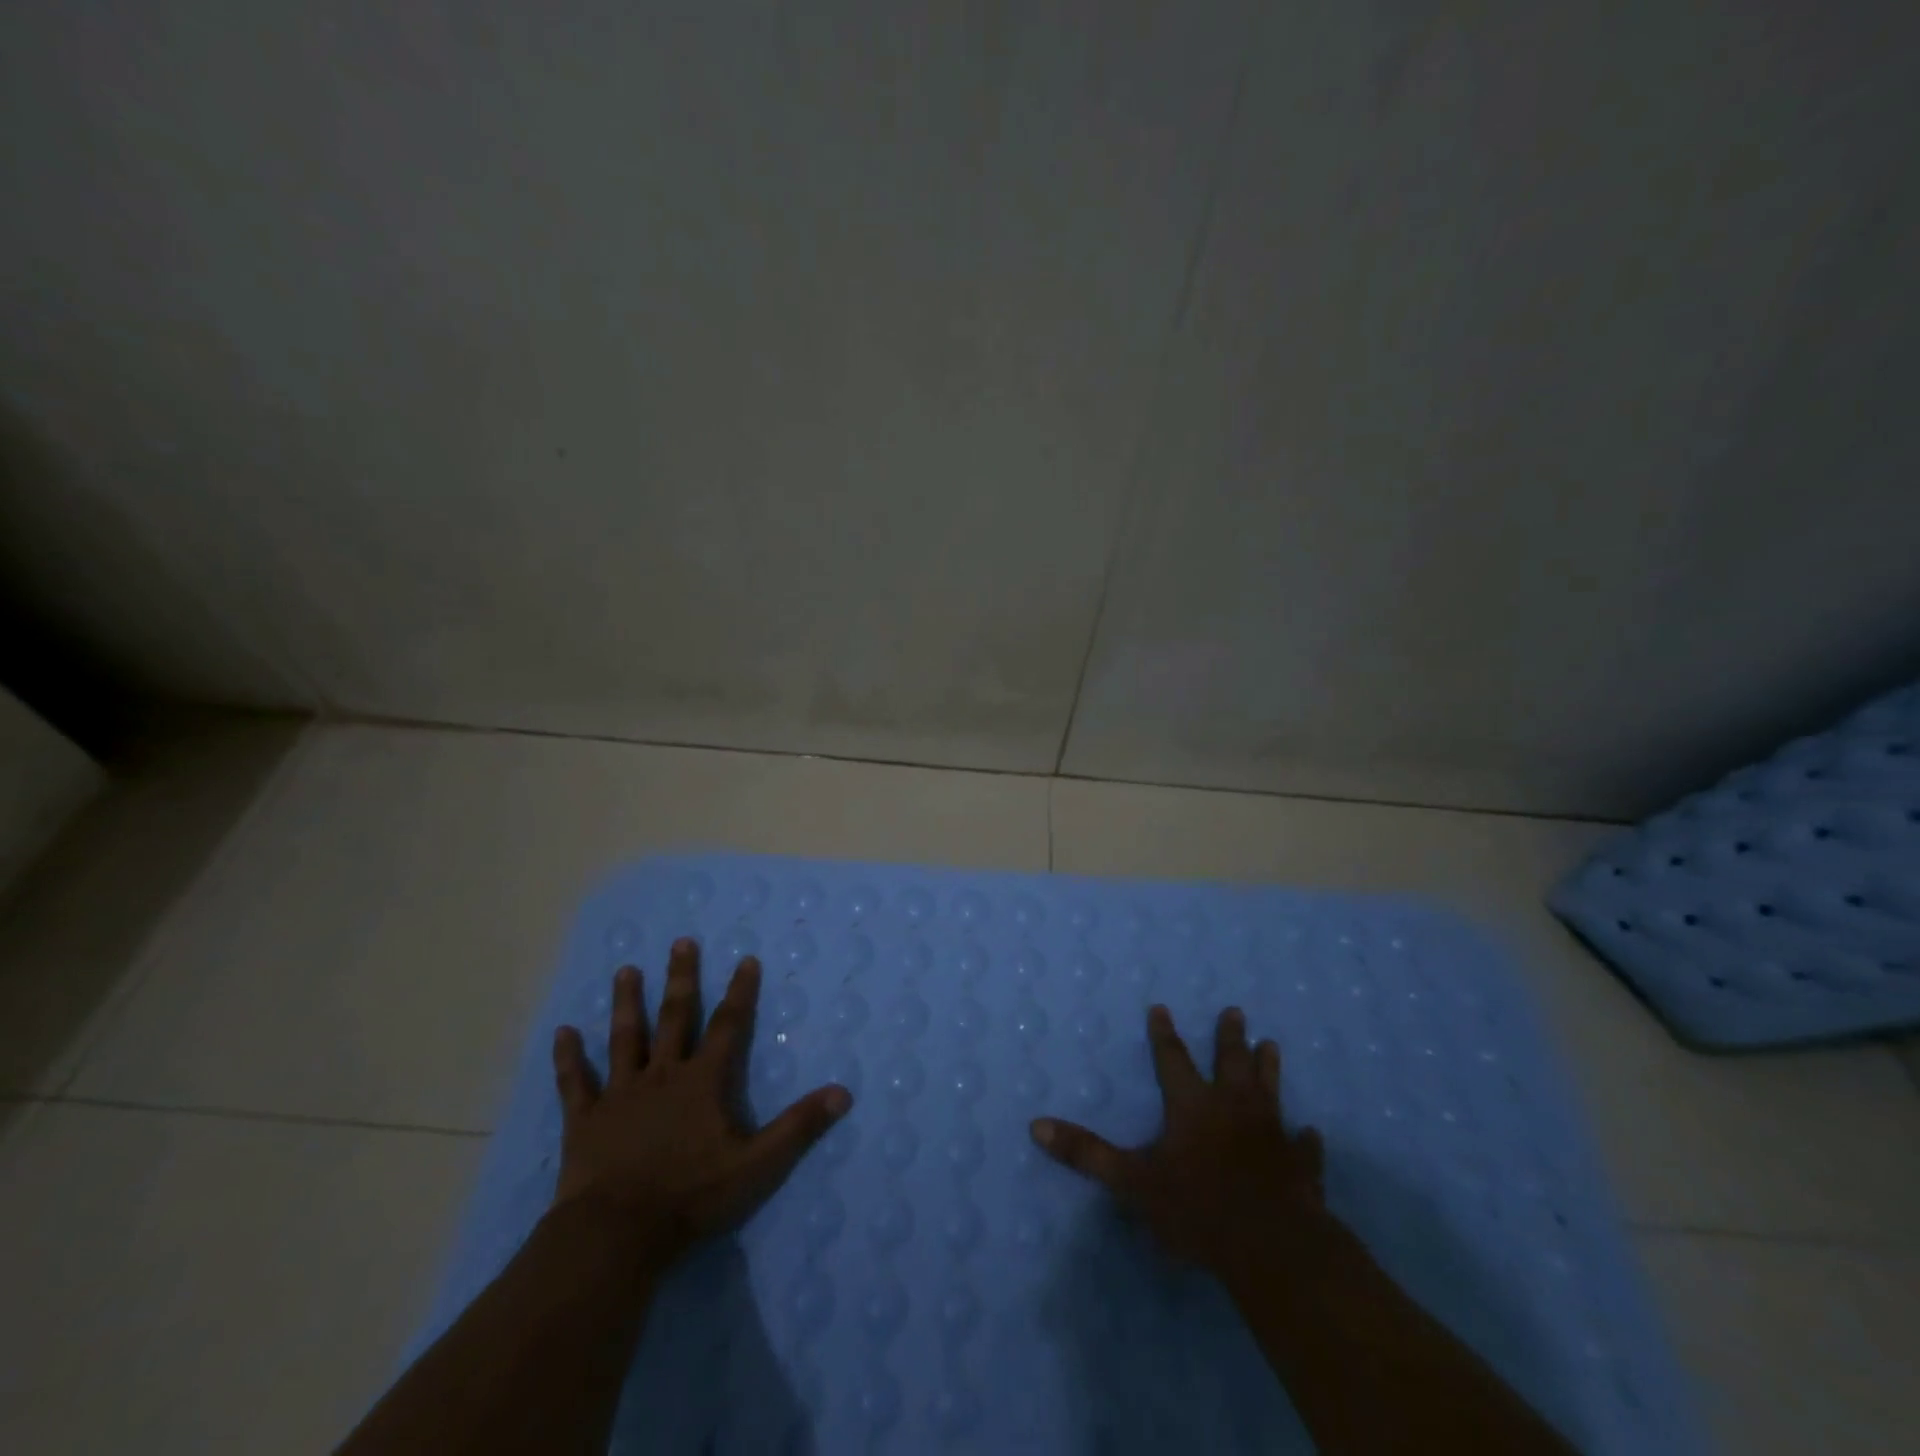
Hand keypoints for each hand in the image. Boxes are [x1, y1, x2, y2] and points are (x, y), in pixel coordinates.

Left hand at [550, 939, 852, 1267]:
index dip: (740, 992)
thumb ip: (799, 1127)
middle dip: (681, 979)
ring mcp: (620, 1094)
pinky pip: (574, 1082)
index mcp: (702, 1081)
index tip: (745, 959)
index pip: (727, 1026)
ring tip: (626, 970)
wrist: (616, 1234)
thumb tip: (843, 1093)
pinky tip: (562, 1031)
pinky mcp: (585, 1120)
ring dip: (626, 1004)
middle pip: (674, 1018)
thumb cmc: (691, 1197)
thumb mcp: (757, 1165)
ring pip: (624, 1039)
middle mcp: (662, 1075)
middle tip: (681, 942)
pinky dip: (568, 1057)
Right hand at [1032, 1004, 1326, 1274]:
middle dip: (1229, 1036)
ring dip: (1269, 1069)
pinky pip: (1304, 1148)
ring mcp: (1271, 1136)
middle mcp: (1233, 1109)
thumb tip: (1036, 1125)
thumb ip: (1086, 1153)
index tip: (1162, 1007)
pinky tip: (1312, 1133)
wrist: (1273, 1247)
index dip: (1164, 1034)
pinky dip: (1307, 1140)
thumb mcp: (1132, 1182)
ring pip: (1269, 1091)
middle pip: (1230, 1063)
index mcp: (1192, 1106)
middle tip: (1235, 1010)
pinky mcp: (1300, 1168)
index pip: (1173, 1059)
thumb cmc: (1198, 1209)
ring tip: (1272, 1045)